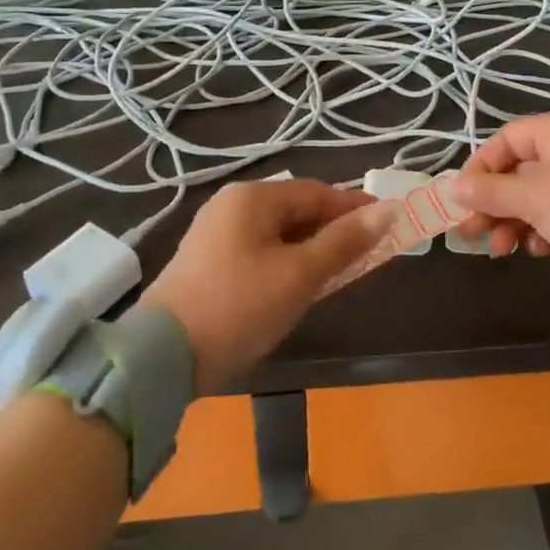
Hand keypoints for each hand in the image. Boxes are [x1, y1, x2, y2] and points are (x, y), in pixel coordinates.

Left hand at [140, 180, 393, 391]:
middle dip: (332, 231)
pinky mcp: (206, 262)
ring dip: (310, 250)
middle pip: (296, 210)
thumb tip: (388, 211)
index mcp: (252, 197)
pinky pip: (258, 251)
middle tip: (366, 257)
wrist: (161, 357)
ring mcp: (214, 233)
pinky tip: (298, 287)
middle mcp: (231, 205)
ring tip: (337, 275)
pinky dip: (285, 262)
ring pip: (277, 233)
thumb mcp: (300, 275)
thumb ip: (344, 242)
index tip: (387, 226)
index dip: (354, 209)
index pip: (317, 192)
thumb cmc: (239, 306)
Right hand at [449, 113, 549, 305]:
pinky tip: (536, 250)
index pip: (506, 140)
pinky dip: (541, 232)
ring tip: (500, 249)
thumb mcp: (531, 196)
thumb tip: (453, 188)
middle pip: (518, 171)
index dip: (480, 168)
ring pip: (535, 198)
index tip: (461, 198)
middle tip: (471, 232)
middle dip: (493, 203)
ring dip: (512, 222)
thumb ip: (489, 191)